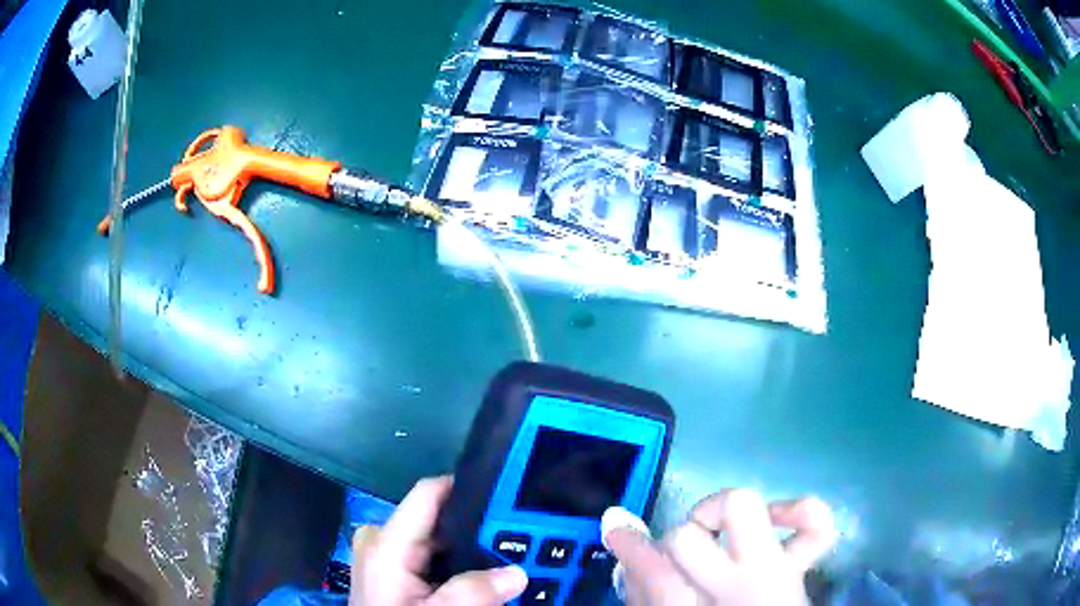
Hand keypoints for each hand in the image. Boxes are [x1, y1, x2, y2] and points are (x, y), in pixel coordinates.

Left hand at [350, 476, 528, 604]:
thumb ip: (473, 592)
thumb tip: (516, 573)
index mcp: (386, 544)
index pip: (429, 494)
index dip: (468, 486)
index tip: (508, 494)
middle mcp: (381, 541)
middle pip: (438, 518)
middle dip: (477, 529)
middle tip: (519, 541)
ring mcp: (385, 556)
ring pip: (437, 539)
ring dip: (470, 550)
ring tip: (505, 559)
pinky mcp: (391, 571)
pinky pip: (431, 556)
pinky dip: (456, 563)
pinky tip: (478, 576)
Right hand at [603, 488, 836, 605]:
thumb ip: (645, 589)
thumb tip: (626, 542)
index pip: (655, 575)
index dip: (631, 549)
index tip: (616, 528)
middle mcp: (738, 589)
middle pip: (687, 539)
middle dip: (675, 540)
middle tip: (680, 557)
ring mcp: (777, 573)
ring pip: (740, 506)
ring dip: (717, 511)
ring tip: (713, 529)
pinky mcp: (803, 566)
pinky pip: (815, 522)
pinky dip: (796, 510)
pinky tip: (775, 517)